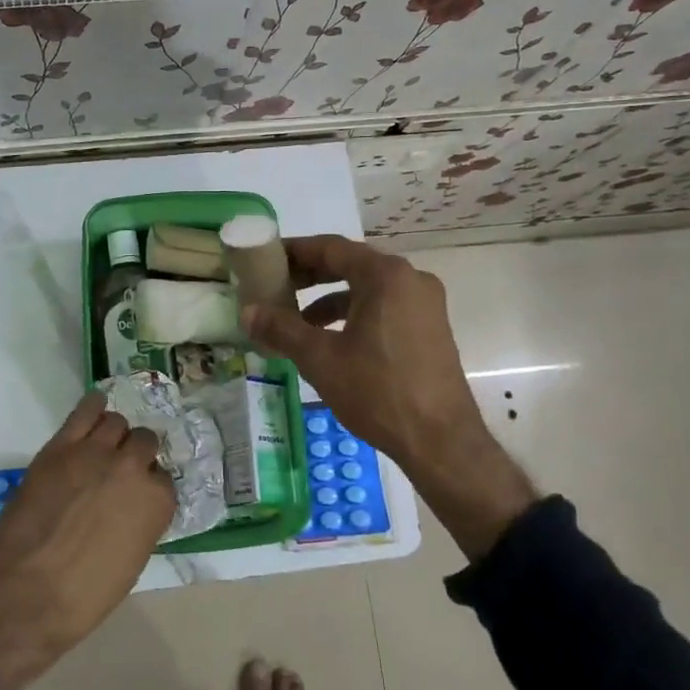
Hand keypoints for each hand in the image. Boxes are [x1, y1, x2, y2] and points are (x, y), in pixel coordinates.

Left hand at [0, 394, 173, 689]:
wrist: (29, 592)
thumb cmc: (85, 594)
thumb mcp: (132, 560)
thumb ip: (140, 521)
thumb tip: (132, 505)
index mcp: (157, 502)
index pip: (163, 478)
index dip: (147, 486)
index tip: (134, 496)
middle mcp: (134, 468)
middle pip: (144, 442)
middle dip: (135, 455)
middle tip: (116, 472)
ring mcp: (97, 452)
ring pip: (117, 422)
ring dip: (113, 435)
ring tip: (101, 448)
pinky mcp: (62, 446)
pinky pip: (86, 410)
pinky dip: (93, 406)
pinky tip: (94, 409)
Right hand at [241, 234, 537, 557]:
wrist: (441, 441)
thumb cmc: (378, 391)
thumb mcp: (320, 358)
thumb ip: (281, 328)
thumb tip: (247, 311)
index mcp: (385, 275)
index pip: (330, 248)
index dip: (294, 252)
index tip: (266, 258)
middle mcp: (410, 279)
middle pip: (350, 264)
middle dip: (310, 276)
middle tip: (275, 286)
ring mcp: (425, 304)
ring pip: (367, 289)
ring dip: (329, 299)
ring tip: (297, 321)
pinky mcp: (430, 329)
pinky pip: (384, 308)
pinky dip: (354, 315)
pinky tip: (331, 342)